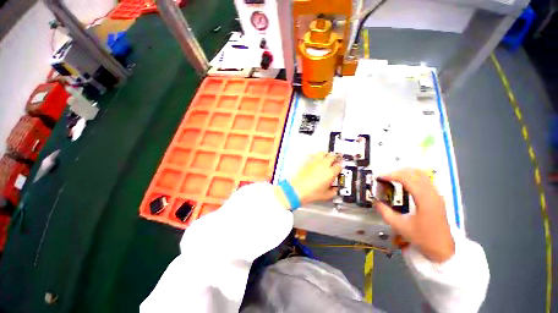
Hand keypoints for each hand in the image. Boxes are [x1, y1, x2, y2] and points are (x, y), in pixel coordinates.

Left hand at [274, 152, 341, 208]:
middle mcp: (323, 164)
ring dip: (326, 154)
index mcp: (330, 172)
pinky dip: (316, 155)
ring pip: (323, 153)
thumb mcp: (326, 195)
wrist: (297, 189)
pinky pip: (313, 155)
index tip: (339, 168)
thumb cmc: (311, 192)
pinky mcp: (307, 161)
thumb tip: (335, 189)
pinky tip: (316, 158)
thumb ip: (333, 191)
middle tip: (336, 159)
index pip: (339, 166)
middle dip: (336, 157)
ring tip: (327, 157)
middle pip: (332, 156)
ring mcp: (315, 161)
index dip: (340, 166)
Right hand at [374, 168, 454, 262]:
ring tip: (393, 178)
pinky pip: (425, 180)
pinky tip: (405, 184)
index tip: (379, 177)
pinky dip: (412, 177)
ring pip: (421, 174)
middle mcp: (432, 193)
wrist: (444, 250)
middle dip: (397, 172)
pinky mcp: (437, 198)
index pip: (407, 178)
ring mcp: (436, 194)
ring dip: (405, 173)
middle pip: (414, 173)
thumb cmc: (423, 238)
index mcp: (424, 199)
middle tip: (385, 177)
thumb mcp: (400, 227)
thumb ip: (385, 212)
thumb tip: (375, 202)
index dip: (391, 175)